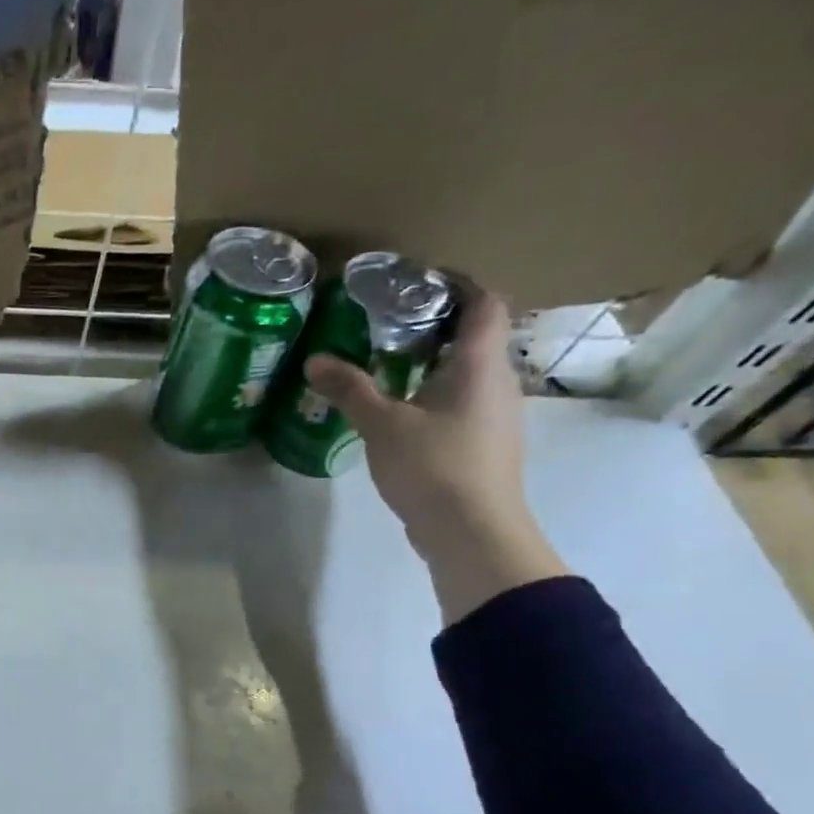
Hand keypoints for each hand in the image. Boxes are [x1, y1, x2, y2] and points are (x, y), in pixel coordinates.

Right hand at [304, 290, 568, 623]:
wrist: (472, 532)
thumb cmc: (433, 466)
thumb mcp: (382, 425)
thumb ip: (350, 389)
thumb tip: (314, 360)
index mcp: (481, 365)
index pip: (485, 303)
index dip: (459, 283)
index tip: (418, 281)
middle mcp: (499, 383)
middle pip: (476, 337)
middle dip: (435, 324)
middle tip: (386, 323)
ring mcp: (497, 416)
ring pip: (469, 373)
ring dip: (434, 363)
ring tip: (386, 365)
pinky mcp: (486, 444)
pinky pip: (463, 403)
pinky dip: (435, 393)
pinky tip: (401, 411)